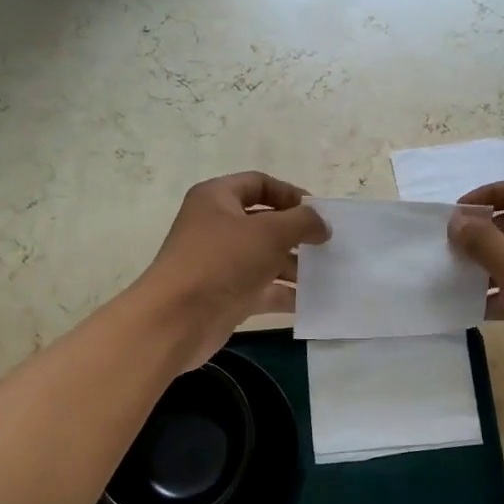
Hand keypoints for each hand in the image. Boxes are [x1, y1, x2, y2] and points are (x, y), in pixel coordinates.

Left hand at [138, 172, 328, 370]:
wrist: (176, 320)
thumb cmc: (222, 262)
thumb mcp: (269, 233)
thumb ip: (302, 222)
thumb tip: (322, 224)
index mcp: (217, 199)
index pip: (259, 184)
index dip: (290, 194)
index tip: (319, 213)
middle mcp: (216, 227)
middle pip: (264, 223)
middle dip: (297, 234)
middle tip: (327, 246)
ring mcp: (220, 263)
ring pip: (265, 258)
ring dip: (294, 266)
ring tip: (325, 275)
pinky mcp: (226, 295)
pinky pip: (262, 289)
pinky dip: (284, 293)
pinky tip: (311, 301)